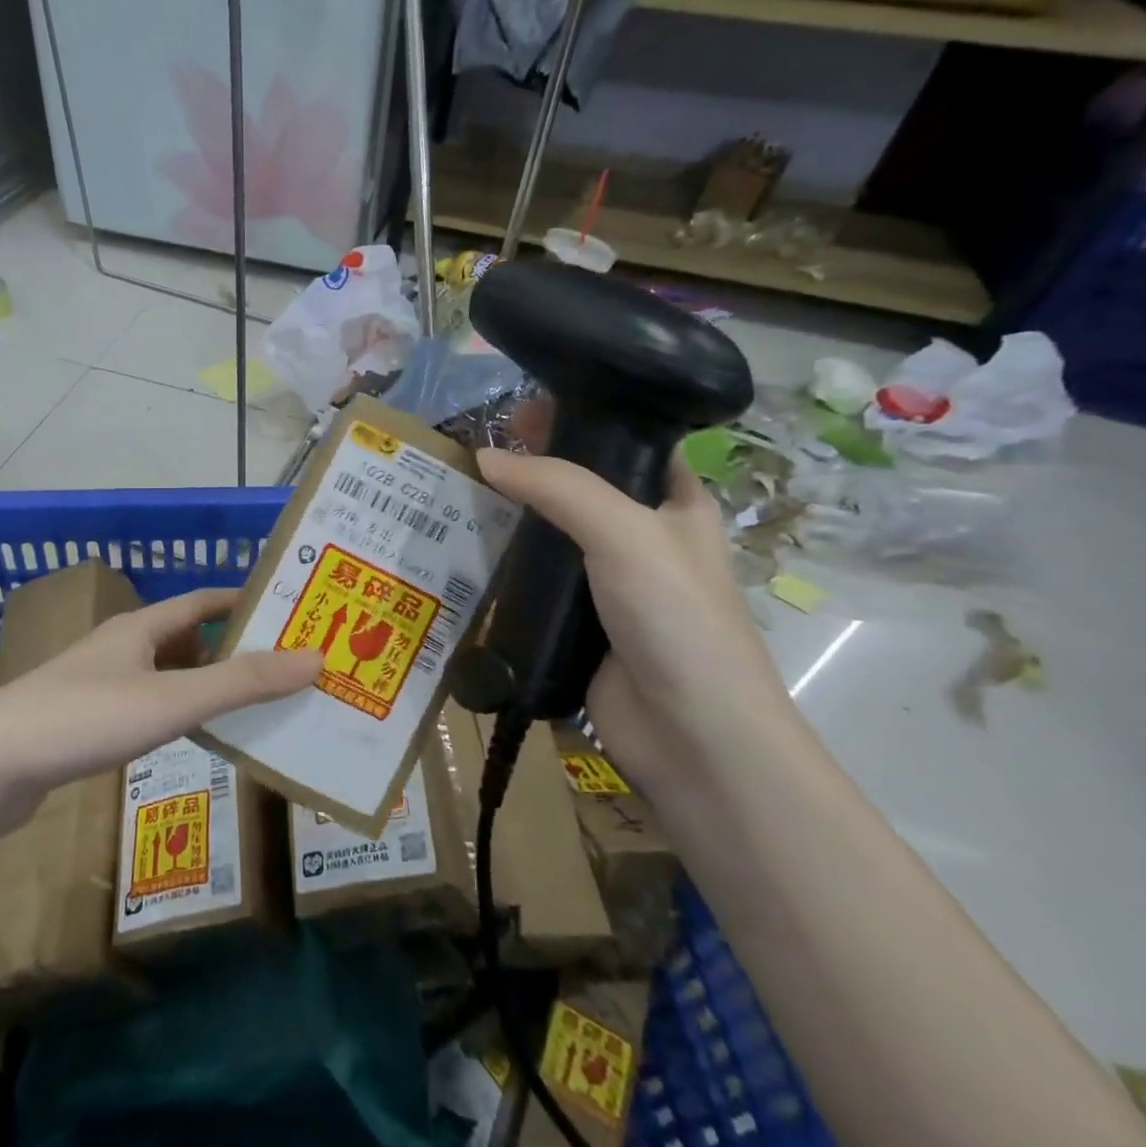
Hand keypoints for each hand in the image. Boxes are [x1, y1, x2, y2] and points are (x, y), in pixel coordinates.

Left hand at [0, 588, 321, 799]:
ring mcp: (96, 683)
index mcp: (138, 628)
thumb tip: (314, 658)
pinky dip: (174, 710)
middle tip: (278, 665)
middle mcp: (118, 647)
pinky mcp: (81, 720)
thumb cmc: (85, 719)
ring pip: (163, 673)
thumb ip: (242, 683)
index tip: (284, 609)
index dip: (242, 601)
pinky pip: (144, 704)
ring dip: (202, 682)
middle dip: (230, 647)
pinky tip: (187, 735)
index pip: (201, 601)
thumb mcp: (172, 700)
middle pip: (184, 637)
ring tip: (246, 703)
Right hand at [476, 447, 792, 788]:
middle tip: (473, 453)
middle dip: (530, 468)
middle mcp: (640, 536)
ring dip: (509, 517)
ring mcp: (605, 582)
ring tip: (455, 494)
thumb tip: (484, 457)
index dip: (578, 419)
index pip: (626, 441)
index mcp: (674, 503)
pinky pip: (532, 580)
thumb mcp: (624, 533)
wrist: (691, 735)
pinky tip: (463, 550)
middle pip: (578, 486)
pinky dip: (502, 565)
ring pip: (549, 534)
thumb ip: (557, 487)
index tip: (519, 411)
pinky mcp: (574, 621)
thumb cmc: (676, 617)